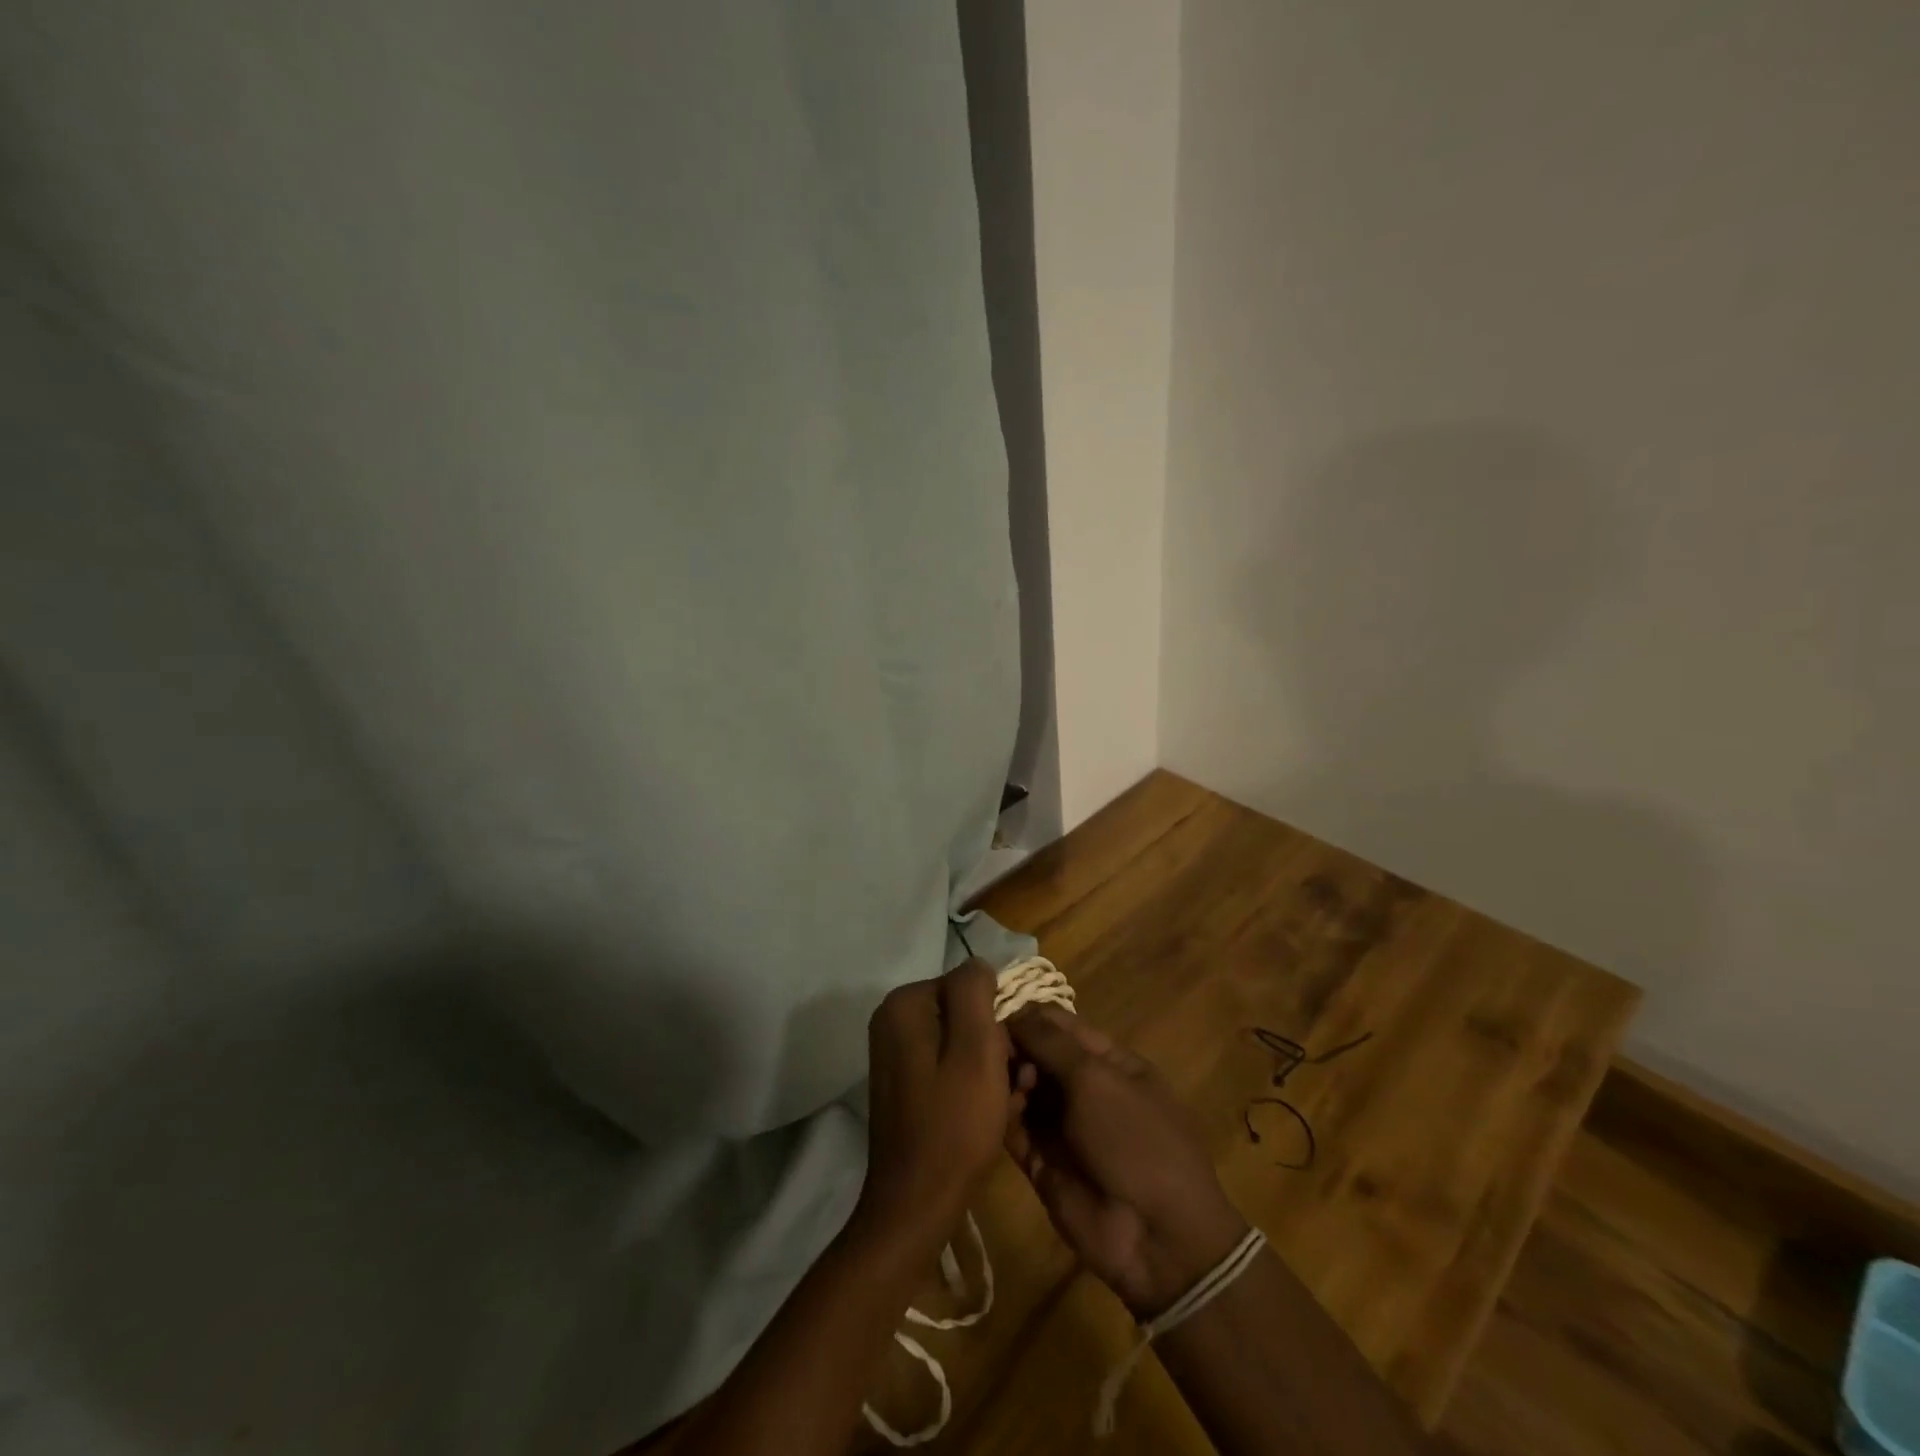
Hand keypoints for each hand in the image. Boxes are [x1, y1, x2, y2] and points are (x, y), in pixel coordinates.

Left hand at [855, 959, 1015, 1245]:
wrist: (916, 1205)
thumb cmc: (953, 1124)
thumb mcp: (976, 1049)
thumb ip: (975, 993)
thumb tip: (979, 965)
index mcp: (904, 1005)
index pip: (969, 986)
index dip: (997, 1020)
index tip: (1012, 1061)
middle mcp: (893, 1021)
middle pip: (964, 1015)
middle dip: (997, 1047)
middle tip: (1017, 1087)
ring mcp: (896, 1054)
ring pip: (961, 1044)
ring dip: (992, 1070)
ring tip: (1009, 1105)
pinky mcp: (904, 1084)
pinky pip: (949, 1068)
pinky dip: (973, 1086)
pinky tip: (991, 1115)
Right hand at [1005, 1007, 1248, 1317]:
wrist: (1157, 1238)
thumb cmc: (1135, 1139)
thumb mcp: (1096, 1079)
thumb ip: (1050, 1043)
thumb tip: (1014, 1014)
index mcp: (1108, 1061)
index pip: (1059, 1025)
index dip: (1028, 1017)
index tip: (992, 1014)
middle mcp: (1083, 1088)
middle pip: (1036, 1054)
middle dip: (1013, 1048)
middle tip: (992, 1052)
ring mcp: (1062, 1126)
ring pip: (1022, 1089)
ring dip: (1006, 1081)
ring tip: (1000, 1084)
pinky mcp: (1041, 1161)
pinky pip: (1014, 1129)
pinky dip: (1000, 1115)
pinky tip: (992, 1108)